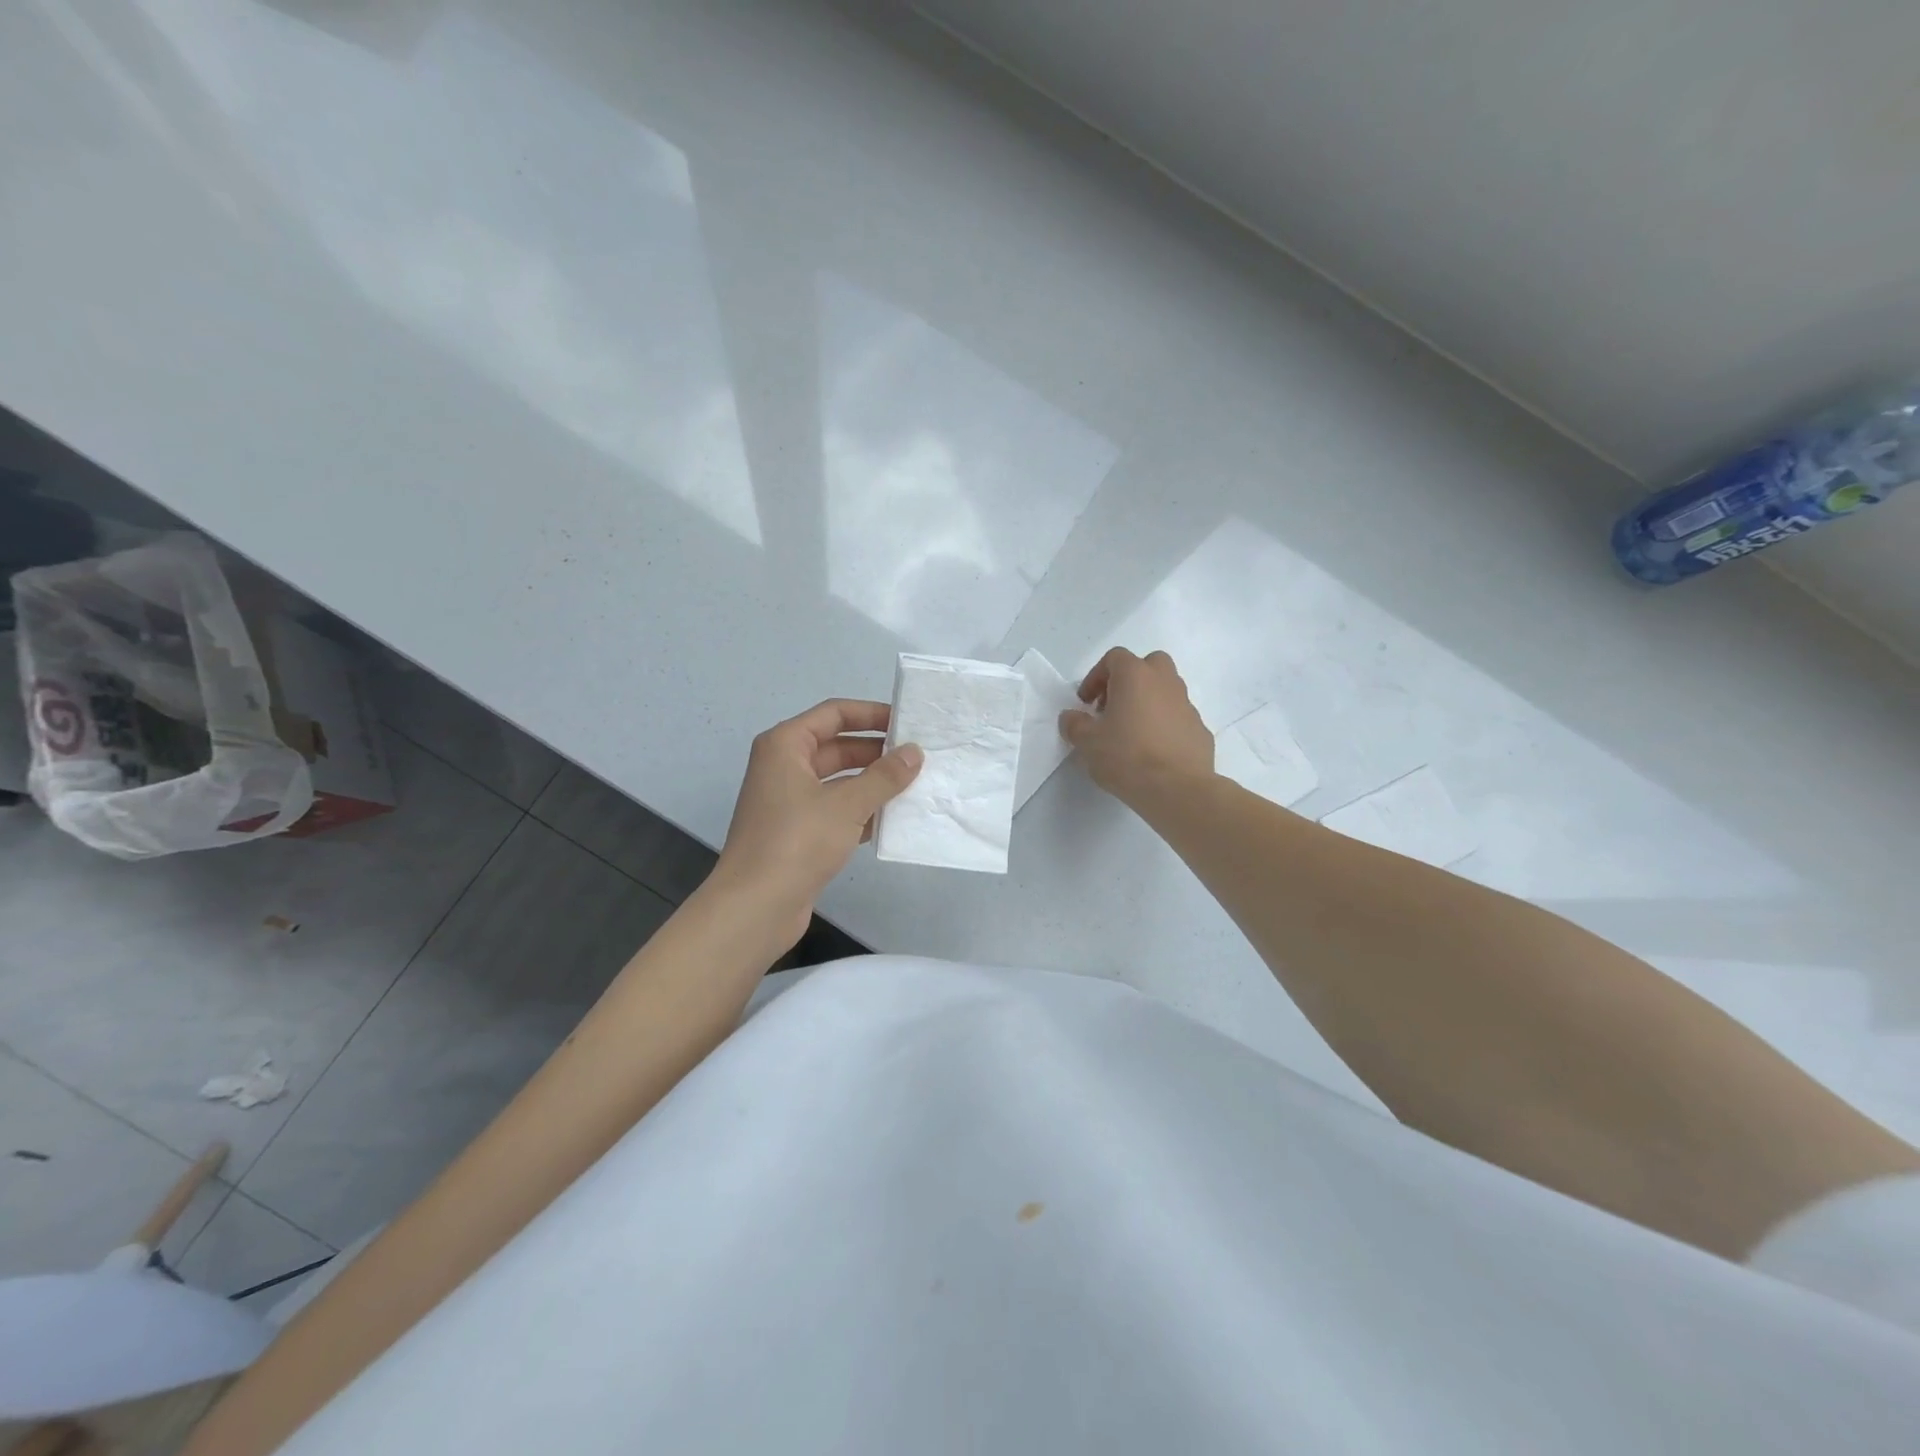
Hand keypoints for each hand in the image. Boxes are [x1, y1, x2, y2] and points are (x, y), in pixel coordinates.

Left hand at [711, 699, 922, 947]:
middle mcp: (784, 767)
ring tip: (915, 785)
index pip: (834, 713)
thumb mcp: (847, 804)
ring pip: (839, 780)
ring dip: (873, 783)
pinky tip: (894, 819)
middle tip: (920, 757)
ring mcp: (789, 801)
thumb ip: (884, 776)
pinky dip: (862, 811)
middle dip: (877, 751)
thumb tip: (914, 753)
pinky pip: (835, 809)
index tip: (908, 723)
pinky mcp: (797, 832)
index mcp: (785, 746)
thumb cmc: (797, 842)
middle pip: (837, 746)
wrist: (755, 907)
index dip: (872, 714)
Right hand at [1060, 648, 1212, 808]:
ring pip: (1166, 691)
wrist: (1177, 789)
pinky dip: (1165, 726)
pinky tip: (1153, 752)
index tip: (1086, 703)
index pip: (1114, 658)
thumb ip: (1074, 724)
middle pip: (1148, 665)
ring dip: (1148, 703)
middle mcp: (1165, 682)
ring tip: (1132, 733)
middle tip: (1113, 707)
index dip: (1096, 677)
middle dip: (1129, 681)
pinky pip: (1178, 718)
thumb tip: (1072, 717)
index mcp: (1135, 676)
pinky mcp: (1200, 729)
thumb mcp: (1087, 742)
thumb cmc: (1126, 756)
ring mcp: (1187, 705)